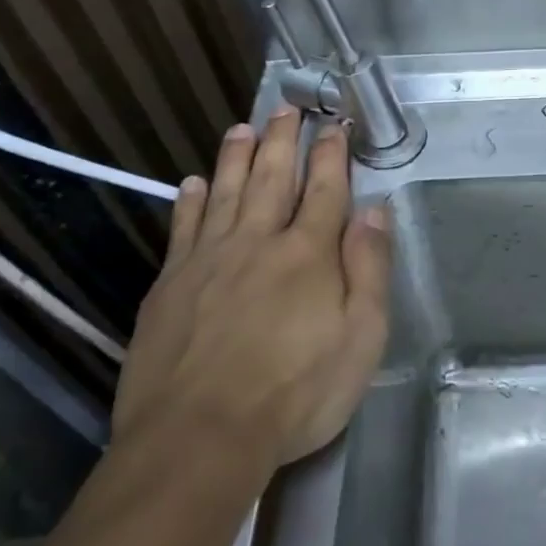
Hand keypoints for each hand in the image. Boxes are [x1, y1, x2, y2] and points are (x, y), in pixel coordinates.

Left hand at [114, 107, 391, 471]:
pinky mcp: (170, 286)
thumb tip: (375, 211)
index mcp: (308, 254)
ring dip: (236, 157)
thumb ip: (370, 269)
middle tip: (286, 108)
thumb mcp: (362, 339)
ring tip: (242, 127)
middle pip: (272, 178)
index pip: (325, 190)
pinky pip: (183, 229)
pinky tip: (192, 183)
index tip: (335, 125)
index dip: (332, 155)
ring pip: (225, 193)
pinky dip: (190, 201)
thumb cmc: (296, 394)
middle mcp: (258, 242)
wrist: (199, 438)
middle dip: (283, 140)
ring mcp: (208, 261)